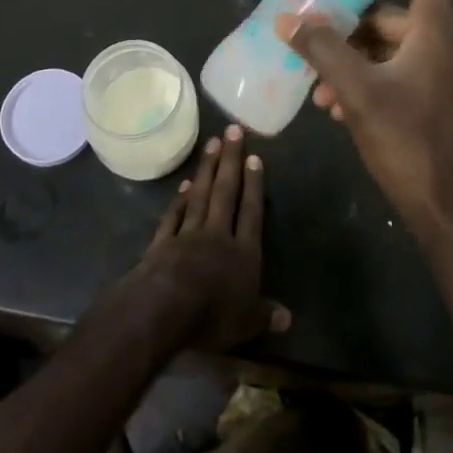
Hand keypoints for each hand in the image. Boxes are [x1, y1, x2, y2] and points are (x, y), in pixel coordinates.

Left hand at [132, 124, 291, 353]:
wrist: (163, 310)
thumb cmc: (212, 316)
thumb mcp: (247, 322)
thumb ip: (266, 315)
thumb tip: (289, 319)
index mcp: (244, 253)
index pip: (252, 212)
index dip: (254, 185)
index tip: (255, 157)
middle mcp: (218, 236)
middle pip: (226, 192)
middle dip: (231, 161)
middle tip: (233, 130)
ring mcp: (188, 235)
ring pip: (201, 195)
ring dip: (208, 169)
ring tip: (213, 143)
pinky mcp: (163, 242)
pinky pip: (174, 216)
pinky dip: (180, 200)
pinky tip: (184, 185)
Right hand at [275, 0, 452, 250]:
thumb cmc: (412, 145)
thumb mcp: (358, 94)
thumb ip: (322, 51)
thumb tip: (287, 18)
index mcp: (435, 31)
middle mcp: (445, 45)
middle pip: (392, 16)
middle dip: (348, 27)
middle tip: (309, 41)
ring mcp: (446, 77)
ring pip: (390, 51)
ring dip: (352, 62)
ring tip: (318, 90)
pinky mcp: (440, 104)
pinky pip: (398, 76)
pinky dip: (368, 82)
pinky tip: (339, 110)